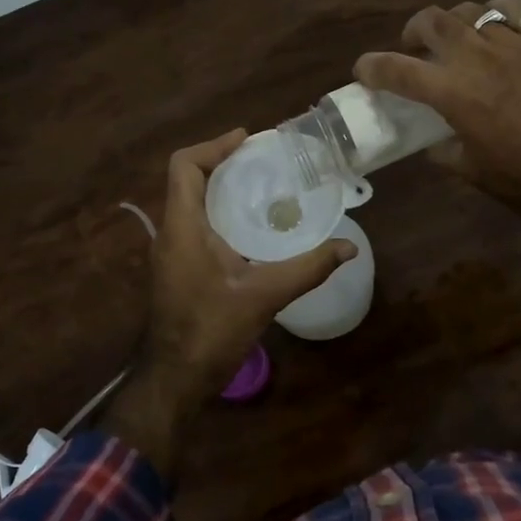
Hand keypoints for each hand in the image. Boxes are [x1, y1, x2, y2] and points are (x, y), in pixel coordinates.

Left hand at [101, 130, 354, 482]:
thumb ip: (307, 268)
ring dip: (221, 188)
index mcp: (183, 227)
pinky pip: (196, 225)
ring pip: (191, 203)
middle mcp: (171, 232)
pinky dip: (220, 213)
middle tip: (264, 160)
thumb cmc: (211, 332)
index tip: (248, 140)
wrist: (174, 380)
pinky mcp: (178, 269)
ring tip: (263, 185)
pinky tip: (253, 228)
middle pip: (189, 179)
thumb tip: (349, 247)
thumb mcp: (264, 296)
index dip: (213, 146)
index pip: (184, 166)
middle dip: (223, 163)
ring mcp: (171, 252)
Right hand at [353, 0, 520, 219]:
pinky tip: (500, 27)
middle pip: (432, 21)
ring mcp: (514, 43)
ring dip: (455, 22)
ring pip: (471, 10)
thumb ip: (443, 150)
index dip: (372, 67)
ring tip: (460, 38)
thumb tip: (433, 140)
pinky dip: (499, 14)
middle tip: (416, 47)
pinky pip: (516, 10)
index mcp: (453, 93)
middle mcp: (477, 58)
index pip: (396, 69)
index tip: (363, 70)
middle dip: (414, 31)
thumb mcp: (470, 172)